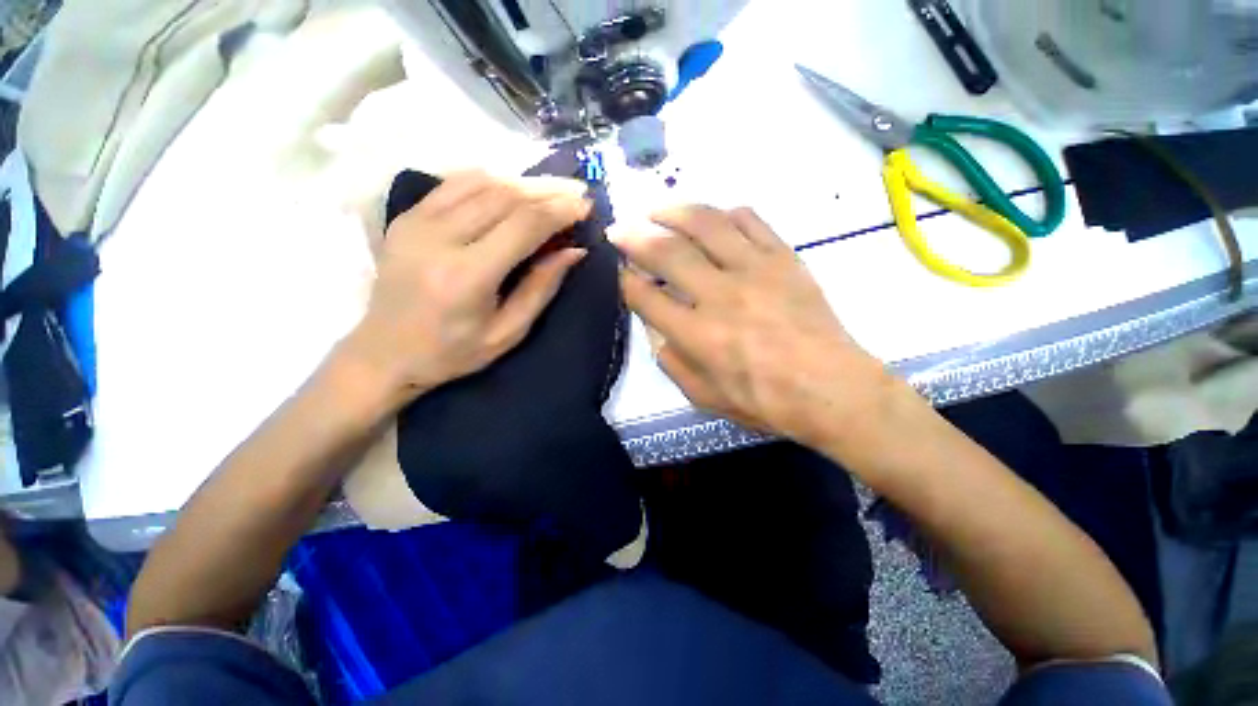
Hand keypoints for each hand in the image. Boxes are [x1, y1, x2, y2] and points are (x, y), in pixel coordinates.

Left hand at [340, 172, 591, 408]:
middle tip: (577, 192)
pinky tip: (514, 187)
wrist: (384, 352)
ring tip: (553, 189)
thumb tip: (574, 251)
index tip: (586, 206)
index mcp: (467, 276)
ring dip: (523, 182)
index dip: (559, 210)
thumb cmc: (453, 352)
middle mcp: (438, 238)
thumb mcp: (508, 332)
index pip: (523, 225)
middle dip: (548, 190)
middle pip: (504, 195)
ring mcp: (416, 222)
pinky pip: (455, 184)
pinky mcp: (407, 217)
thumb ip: (541, 288)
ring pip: (481, 182)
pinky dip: (491, 180)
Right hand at [614, 206, 898, 446]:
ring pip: (706, 223)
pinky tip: (711, 218)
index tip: (619, 272)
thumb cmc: (764, 400)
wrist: (830, 388)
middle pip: (667, 251)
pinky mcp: (783, 258)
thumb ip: (672, 362)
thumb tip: (657, 329)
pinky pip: (750, 220)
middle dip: (634, 236)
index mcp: (697, 334)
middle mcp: (720, 294)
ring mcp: (754, 270)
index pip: (646, 296)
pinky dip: (723, 213)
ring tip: (656, 211)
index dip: (625, 281)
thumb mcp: (703, 397)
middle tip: (619, 229)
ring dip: (673, 212)